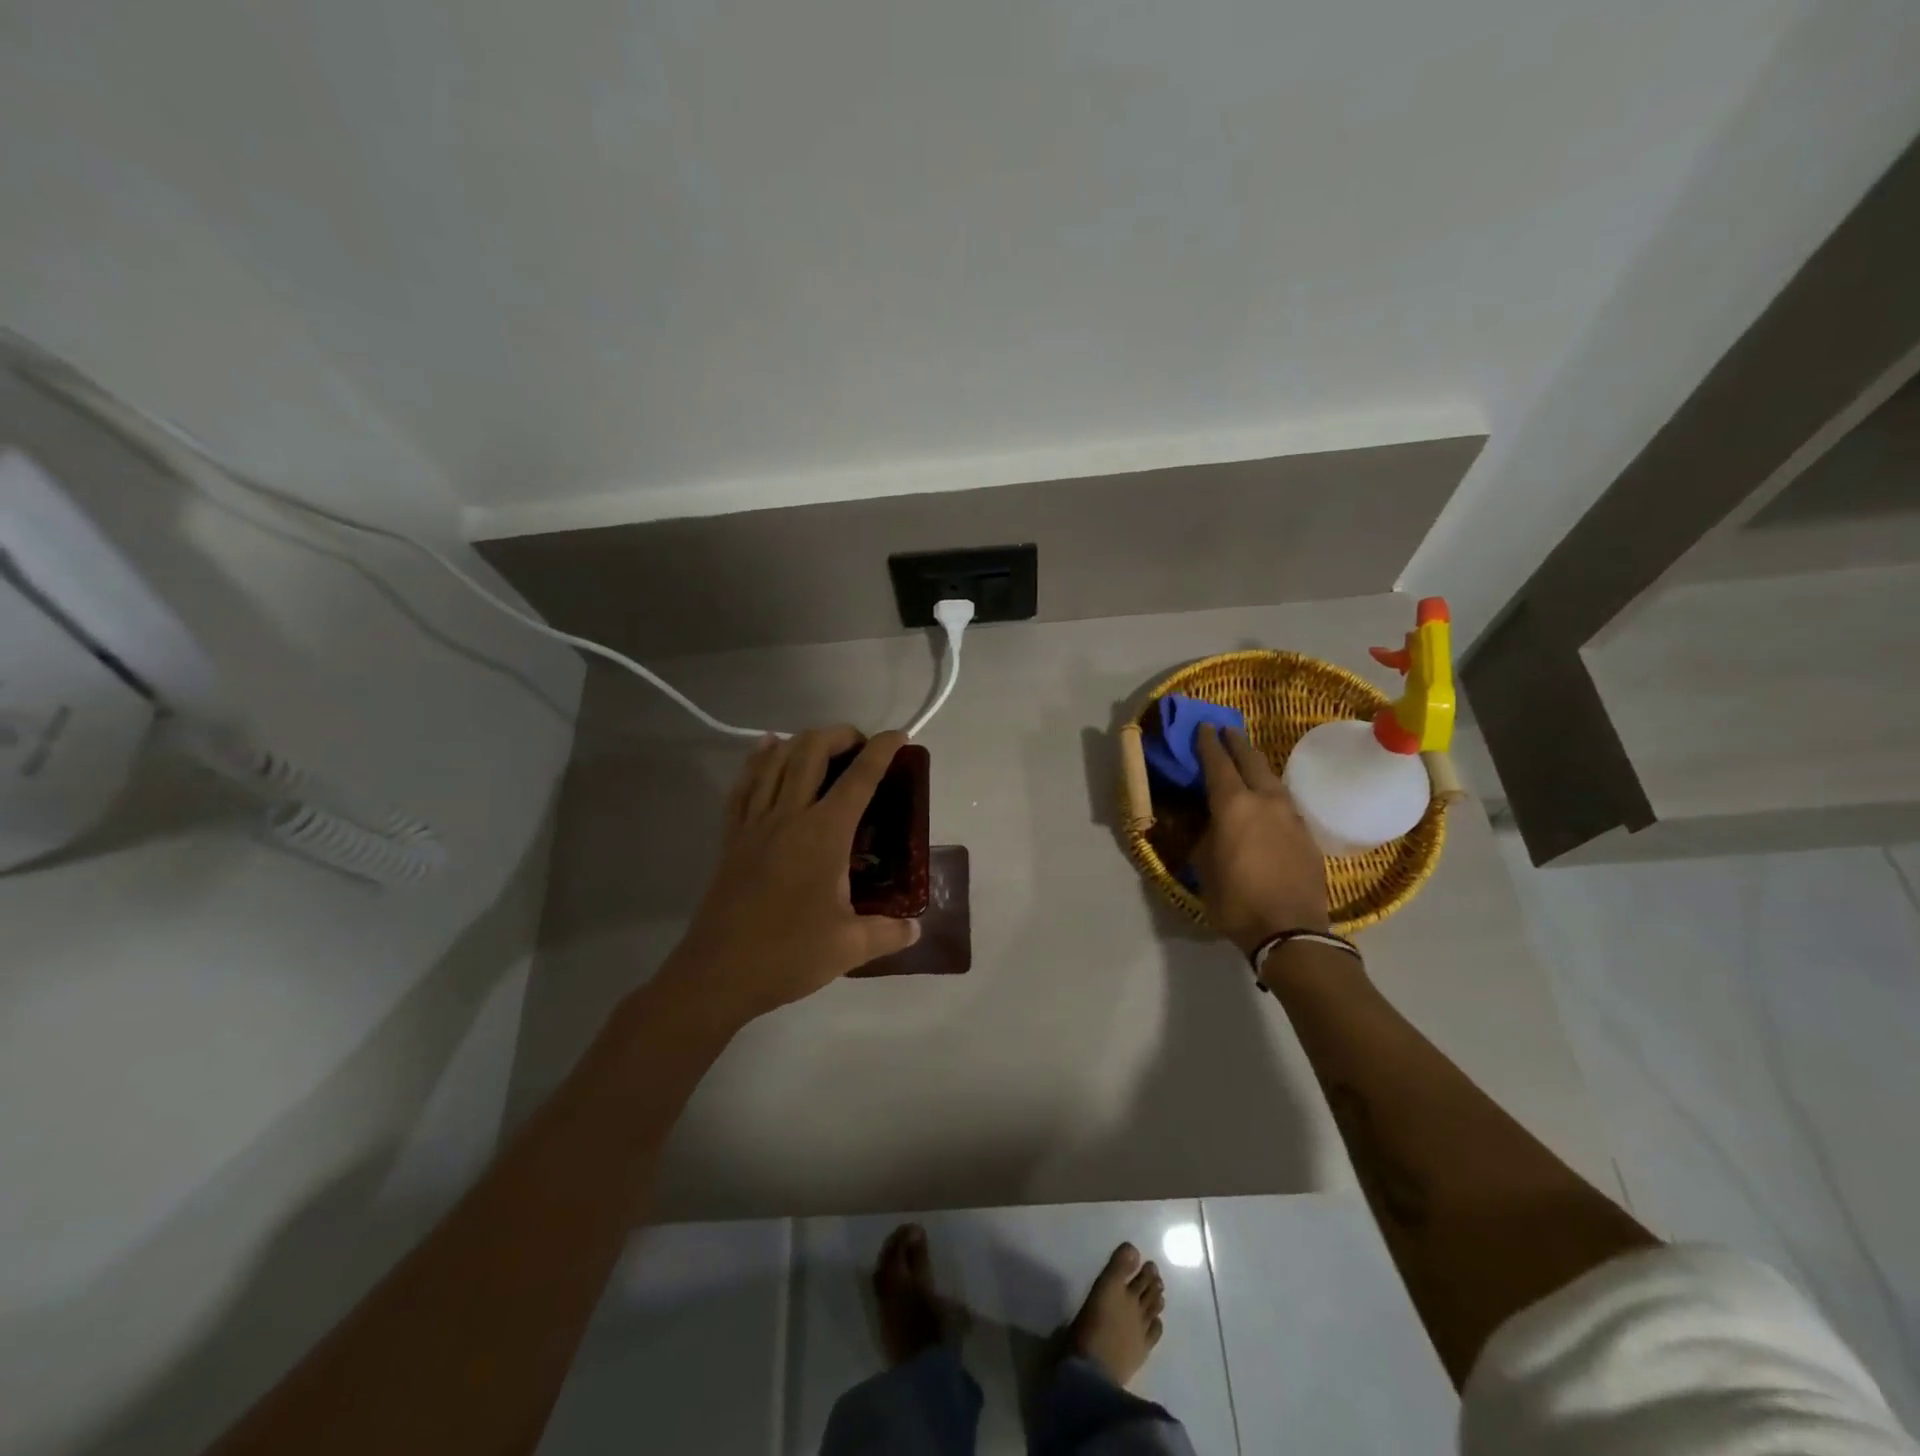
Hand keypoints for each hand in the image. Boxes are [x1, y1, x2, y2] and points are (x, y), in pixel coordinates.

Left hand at [661, 726, 920, 1024]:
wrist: (718, 973)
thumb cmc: (788, 955)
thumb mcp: (850, 947)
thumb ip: (889, 932)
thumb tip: (916, 928)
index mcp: (824, 834)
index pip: (859, 779)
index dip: (882, 751)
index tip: (900, 736)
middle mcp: (789, 815)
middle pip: (811, 752)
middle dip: (839, 735)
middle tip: (859, 745)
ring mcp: (754, 823)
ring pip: (775, 760)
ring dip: (801, 741)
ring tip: (822, 745)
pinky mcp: (732, 836)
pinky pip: (744, 784)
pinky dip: (758, 759)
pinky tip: (766, 748)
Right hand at [1193, 724, 1330, 952]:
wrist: (1291, 931)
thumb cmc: (1236, 900)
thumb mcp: (1204, 868)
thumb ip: (1206, 838)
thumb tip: (1209, 824)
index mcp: (1233, 806)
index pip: (1218, 764)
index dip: (1208, 744)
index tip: (1204, 727)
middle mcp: (1264, 801)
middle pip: (1251, 761)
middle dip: (1237, 743)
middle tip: (1227, 730)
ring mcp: (1290, 816)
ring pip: (1272, 779)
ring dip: (1257, 766)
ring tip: (1248, 761)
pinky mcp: (1307, 834)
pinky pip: (1285, 802)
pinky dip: (1271, 792)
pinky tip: (1267, 799)